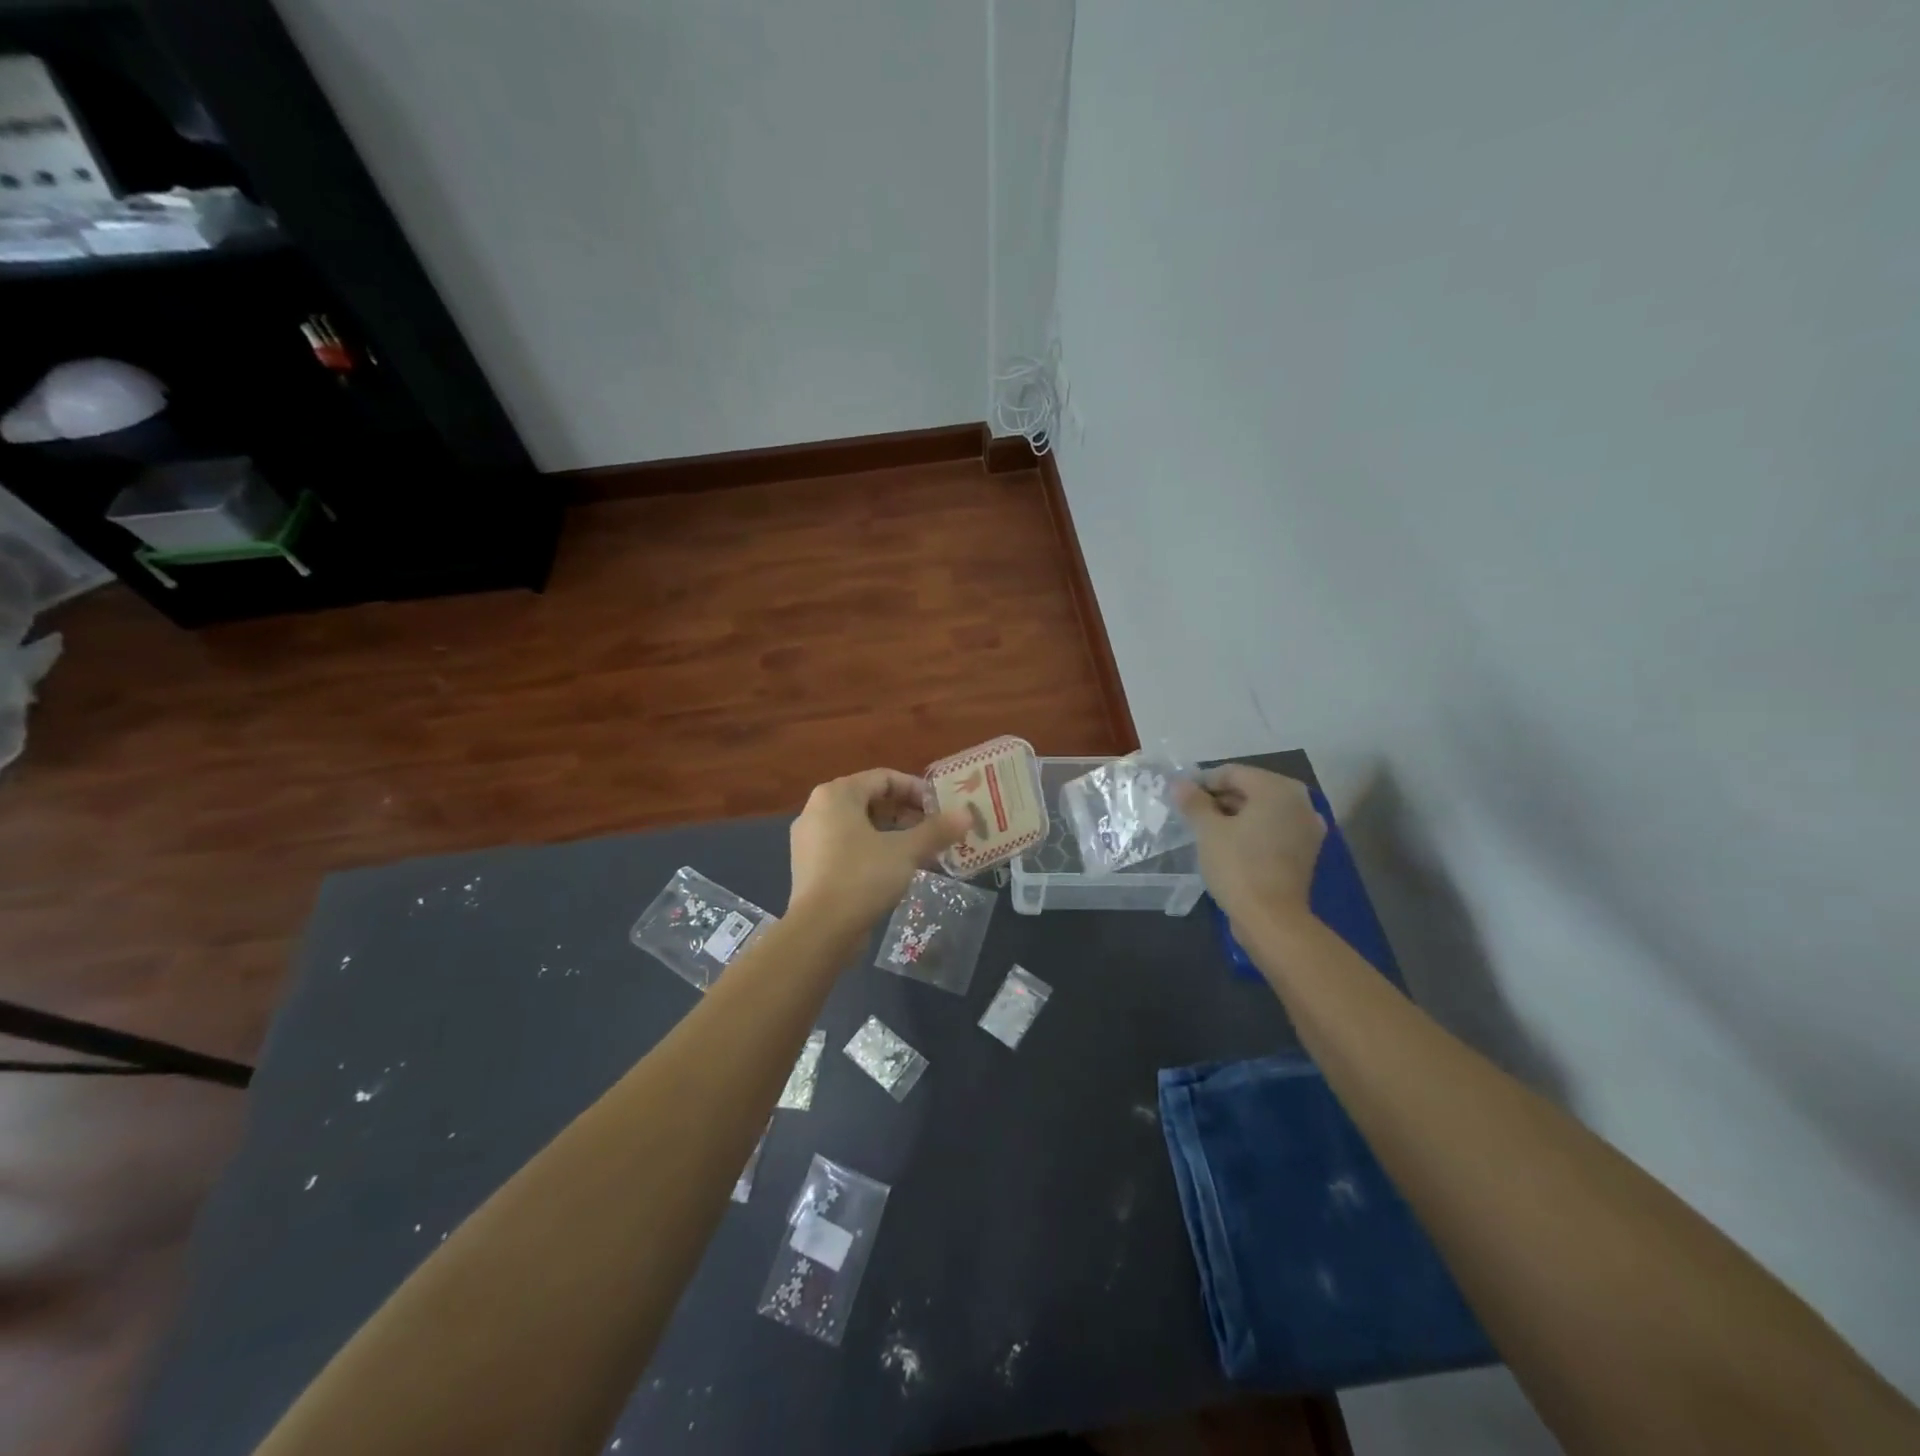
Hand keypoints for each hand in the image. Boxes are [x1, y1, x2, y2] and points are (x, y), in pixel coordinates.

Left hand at [789, 769, 972, 929]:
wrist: (819, 930)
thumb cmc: (862, 877)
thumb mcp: (906, 851)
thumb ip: (936, 830)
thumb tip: (967, 815)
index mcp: (836, 794)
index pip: (884, 778)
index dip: (917, 790)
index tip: (941, 809)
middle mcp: (817, 809)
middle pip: (871, 800)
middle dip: (907, 814)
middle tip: (934, 830)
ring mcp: (810, 839)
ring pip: (859, 826)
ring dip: (893, 834)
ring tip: (921, 851)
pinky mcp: (810, 866)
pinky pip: (847, 847)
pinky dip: (873, 851)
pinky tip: (896, 870)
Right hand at [1175, 765, 1325, 928]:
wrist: (1272, 919)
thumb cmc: (1238, 866)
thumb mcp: (1208, 831)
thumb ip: (1193, 802)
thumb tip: (1179, 784)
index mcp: (1278, 789)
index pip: (1233, 773)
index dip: (1203, 782)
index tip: (1181, 798)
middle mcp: (1300, 802)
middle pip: (1250, 790)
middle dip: (1219, 799)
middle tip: (1191, 816)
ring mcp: (1307, 828)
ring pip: (1262, 811)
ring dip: (1234, 816)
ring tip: (1206, 832)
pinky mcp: (1306, 852)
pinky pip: (1273, 830)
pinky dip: (1252, 832)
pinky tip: (1230, 846)